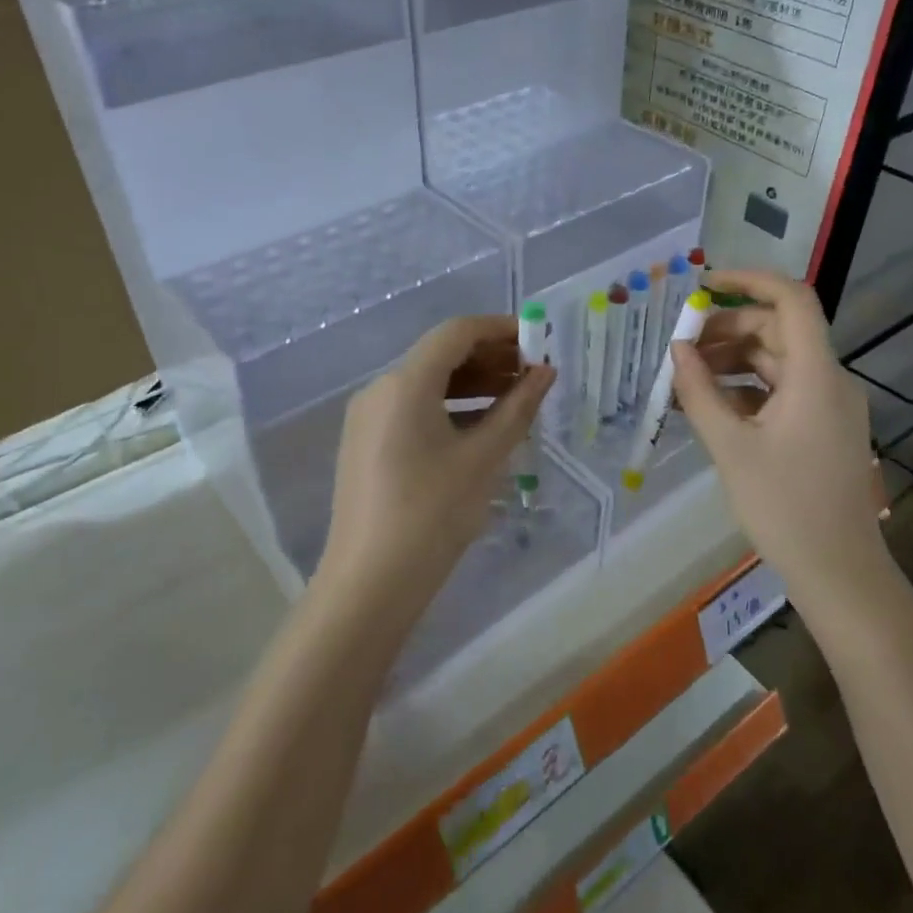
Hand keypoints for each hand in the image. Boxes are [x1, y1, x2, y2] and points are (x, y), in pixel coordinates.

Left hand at [317, 316, 553, 625]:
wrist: (370, 583)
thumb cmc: (432, 515)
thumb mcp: (483, 459)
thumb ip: (517, 409)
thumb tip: (545, 373)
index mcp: (405, 383)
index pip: (456, 333)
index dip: (500, 329)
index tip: (539, 339)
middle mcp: (380, 389)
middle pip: (440, 355)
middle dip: (490, 358)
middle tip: (535, 373)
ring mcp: (369, 417)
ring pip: (427, 382)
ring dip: (473, 384)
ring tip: (518, 398)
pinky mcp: (367, 443)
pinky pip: (414, 408)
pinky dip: (451, 407)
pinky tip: (483, 426)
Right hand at [671, 270, 888, 597]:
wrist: (838, 571)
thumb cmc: (784, 507)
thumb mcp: (731, 447)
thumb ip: (700, 392)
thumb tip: (677, 350)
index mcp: (816, 374)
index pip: (792, 300)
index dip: (750, 281)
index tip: (705, 285)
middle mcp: (830, 380)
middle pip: (779, 331)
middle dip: (727, 330)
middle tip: (682, 348)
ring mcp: (830, 405)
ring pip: (778, 362)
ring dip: (733, 362)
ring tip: (687, 379)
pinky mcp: (823, 428)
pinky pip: (783, 391)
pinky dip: (748, 390)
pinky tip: (713, 407)